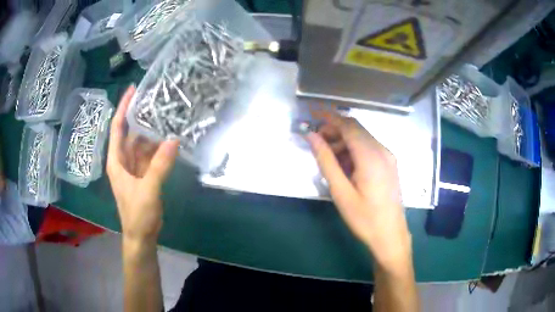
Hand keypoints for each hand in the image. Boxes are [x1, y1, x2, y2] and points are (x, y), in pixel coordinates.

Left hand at [107, 86, 179, 242]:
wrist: (141, 236)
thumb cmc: (138, 214)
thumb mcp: (148, 190)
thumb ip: (160, 165)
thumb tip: (174, 139)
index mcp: (117, 161)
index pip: (117, 128)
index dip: (123, 108)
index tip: (132, 90)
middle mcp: (123, 161)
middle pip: (130, 133)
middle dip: (140, 116)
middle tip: (156, 99)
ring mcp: (134, 168)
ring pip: (141, 144)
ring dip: (151, 132)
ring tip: (165, 115)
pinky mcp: (144, 175)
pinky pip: (150, 156)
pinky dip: (158, 148)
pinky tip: (168, 139)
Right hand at [306, 112, 410, 265]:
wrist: (390, 235)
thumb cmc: (364, 218)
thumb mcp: (340, 192)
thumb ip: (326, 161)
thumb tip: (311, 136)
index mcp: (371, 156)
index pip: (348, 125)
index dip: (329, 118)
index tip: (311, 117)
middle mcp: (382, 150)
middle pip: (356, 128)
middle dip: (334, 129)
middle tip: (316, 141)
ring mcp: (388, 156)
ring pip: (362, 137)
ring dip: (344, 140)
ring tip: (328, 157)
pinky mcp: (390, 164)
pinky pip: (370, 148)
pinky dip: (354, 149)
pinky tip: (345, 165)